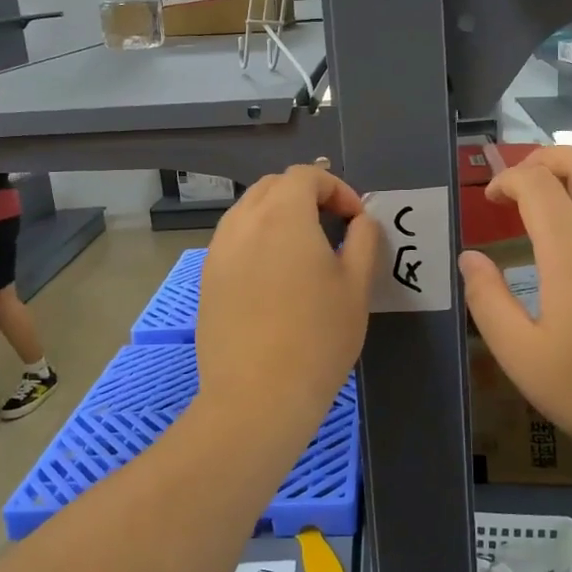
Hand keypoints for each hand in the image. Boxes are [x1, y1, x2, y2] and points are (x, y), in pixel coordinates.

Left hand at [194, 166, 381, 447]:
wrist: (257, 397)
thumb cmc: (317, 338)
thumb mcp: (356, 286)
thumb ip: (364, 240)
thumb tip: (360, 221)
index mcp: (283, 215)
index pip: (306, 175)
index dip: (336, 188)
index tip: (355, 221)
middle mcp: (243, 222)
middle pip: (273, 186)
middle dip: (306, 196)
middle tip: (332, 228)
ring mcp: (218, 250)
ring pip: (248, 211)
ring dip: (278, 216)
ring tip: (303, 252)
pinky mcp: (207, 279)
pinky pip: (233, 240)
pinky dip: (256, 241)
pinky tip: (274, 278)